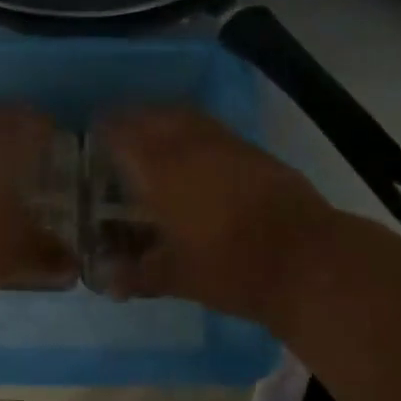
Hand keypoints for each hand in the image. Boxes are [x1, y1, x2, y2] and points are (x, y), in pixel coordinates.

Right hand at [95, 107, 333, 325]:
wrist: (307, 261)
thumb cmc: (230, 268)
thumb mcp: (177, 277)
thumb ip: (138, 275)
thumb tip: (107, 283)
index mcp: (162, 172)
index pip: (124, 135)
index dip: (106, 129)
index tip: (94, 131)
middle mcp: (192, 148)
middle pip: (156, 116)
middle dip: (135, 118)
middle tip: (121, 128)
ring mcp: (228, 146)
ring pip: (188, 117)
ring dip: (166, 119)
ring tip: (155, 133)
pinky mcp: (257, 153)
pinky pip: (215, 130)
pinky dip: (196, 132)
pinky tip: (197, 154)